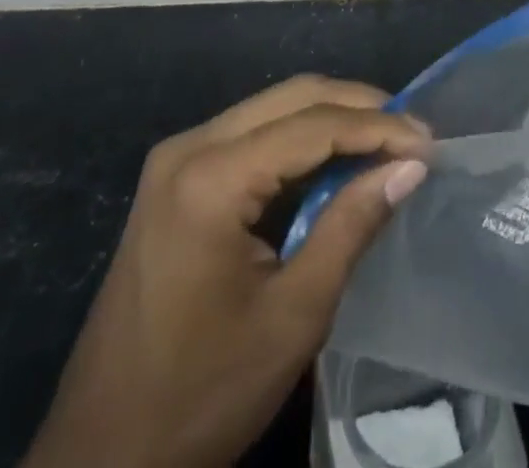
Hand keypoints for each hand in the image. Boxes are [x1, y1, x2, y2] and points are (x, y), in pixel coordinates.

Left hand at [22, 76, 431, 467]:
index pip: (313, 124)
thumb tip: (409, 166)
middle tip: (413, 134)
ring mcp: (176, 159)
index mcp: (211, 177)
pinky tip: (335, 161)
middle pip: (293, 96)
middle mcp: (189, 147)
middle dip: (359, 107)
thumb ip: (352, 226)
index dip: (379, 127)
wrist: (98, 460)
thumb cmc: (200, 396)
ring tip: (386, 143)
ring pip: (273, 108)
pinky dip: (300, 140)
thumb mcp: (293, 316)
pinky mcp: (176, 179)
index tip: (430, 142)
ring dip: (332, 118)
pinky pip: (252, 135)